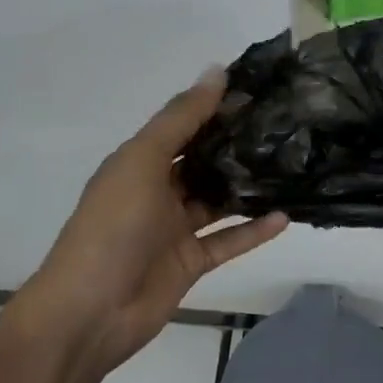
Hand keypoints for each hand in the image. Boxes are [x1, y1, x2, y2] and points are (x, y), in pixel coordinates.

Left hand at [18, 69, 287, 380]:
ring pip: (218, 200)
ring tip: (292, 167)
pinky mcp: (190, 262)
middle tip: (285, 126)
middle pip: (203, 161)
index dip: (215, 106)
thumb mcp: (143, 161)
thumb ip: (181, 118)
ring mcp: (173, 228)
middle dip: (237, 145)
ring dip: (248, 187)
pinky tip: (284, 217)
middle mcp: (157, 190)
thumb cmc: (113, 227)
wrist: (90, 312)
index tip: (259, 89)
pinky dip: (253, 231)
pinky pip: (227, 241)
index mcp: (138, 161)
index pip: (183, 125)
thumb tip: (217, 70)